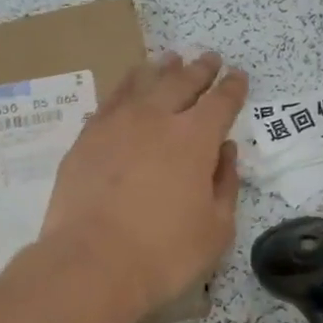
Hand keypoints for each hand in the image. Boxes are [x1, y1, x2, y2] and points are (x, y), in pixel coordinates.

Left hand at [38, 51, 247, 321]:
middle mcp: (155, 119)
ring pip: (141, 83)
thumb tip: (226, 152)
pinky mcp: (84, 140)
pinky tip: (124, 92)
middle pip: (181, 82)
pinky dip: (122, 92)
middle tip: (208, 58)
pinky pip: (108, 103)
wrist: (91, 264)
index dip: (232, 88)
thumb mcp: (216, 229)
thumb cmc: (164, 254)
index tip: (238, 76)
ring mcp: (115, 125)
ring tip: (167, 59)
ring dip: (159, 69)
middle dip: (199, 69)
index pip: (220, 102)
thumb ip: (225, 184)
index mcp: (194, 138)